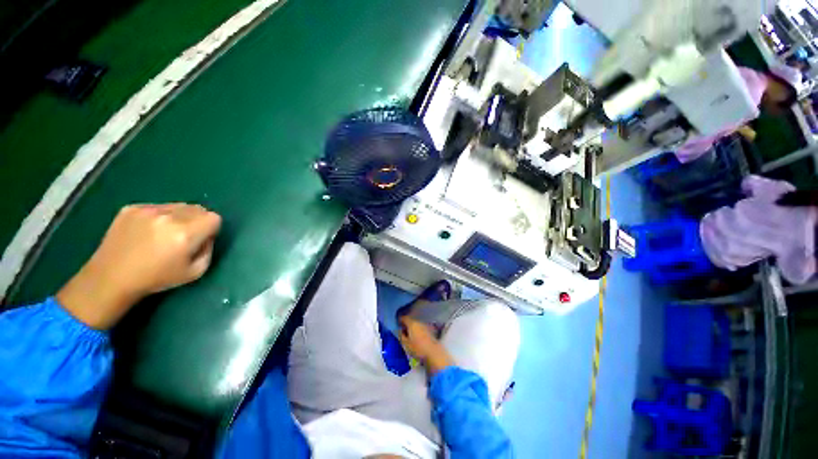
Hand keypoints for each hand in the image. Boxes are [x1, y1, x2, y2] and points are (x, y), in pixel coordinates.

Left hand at [57, 204, 221, 329]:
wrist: (111, 278)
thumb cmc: (156, 278)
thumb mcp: (196, 272)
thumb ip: (209, 250)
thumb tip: (207, 236)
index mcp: (185, 234)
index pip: (214, 217)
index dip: (211, 228)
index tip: (202, 239)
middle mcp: (168, 217)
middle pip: (198, 208)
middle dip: (198, 220)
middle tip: (185, 236)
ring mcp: (147, 210)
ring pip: (179, 205)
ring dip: (180, 216)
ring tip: (166, 233)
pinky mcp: (132, 208)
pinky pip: (158, 206)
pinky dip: (160, 216)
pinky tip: (148, 231)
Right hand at [399, 315, 453, 374]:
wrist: (434, 353)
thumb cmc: (418, 349)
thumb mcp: (405, 344)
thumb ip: (401, 335)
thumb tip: (399, 330)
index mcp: (412, 323)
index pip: (404, 318)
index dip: (400, 320)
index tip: (397, 325)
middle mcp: (419, 322)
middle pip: (411, 320)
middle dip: (406, 324)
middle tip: (402, 331)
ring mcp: (425, 325)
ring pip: (416, 324)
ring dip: (412, 328)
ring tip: (409, 335)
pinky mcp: (430, 330)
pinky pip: (421, 328)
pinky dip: (418, 331)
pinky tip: (417, 338)